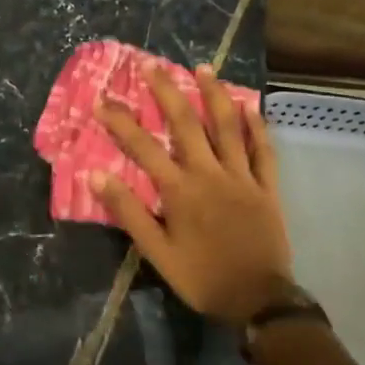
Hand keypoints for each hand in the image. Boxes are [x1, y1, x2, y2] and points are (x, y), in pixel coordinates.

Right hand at [93, 65, 296, 325]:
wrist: (259, 300)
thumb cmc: (202, 277)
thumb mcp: (156, 252)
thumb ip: (128, 212)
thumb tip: (96, 176)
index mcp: (180, 191)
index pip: (144, 148)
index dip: (121, 122)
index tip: (103, 100)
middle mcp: (210, 174)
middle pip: (187, 124)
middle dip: (167, 92)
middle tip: (152, 65)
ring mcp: (243, 177)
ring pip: (228, 128)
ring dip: (214, 95)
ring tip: (202, 68)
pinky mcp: (267, 187)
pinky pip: (263, 150)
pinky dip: (256, 126)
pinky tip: (249, 105)